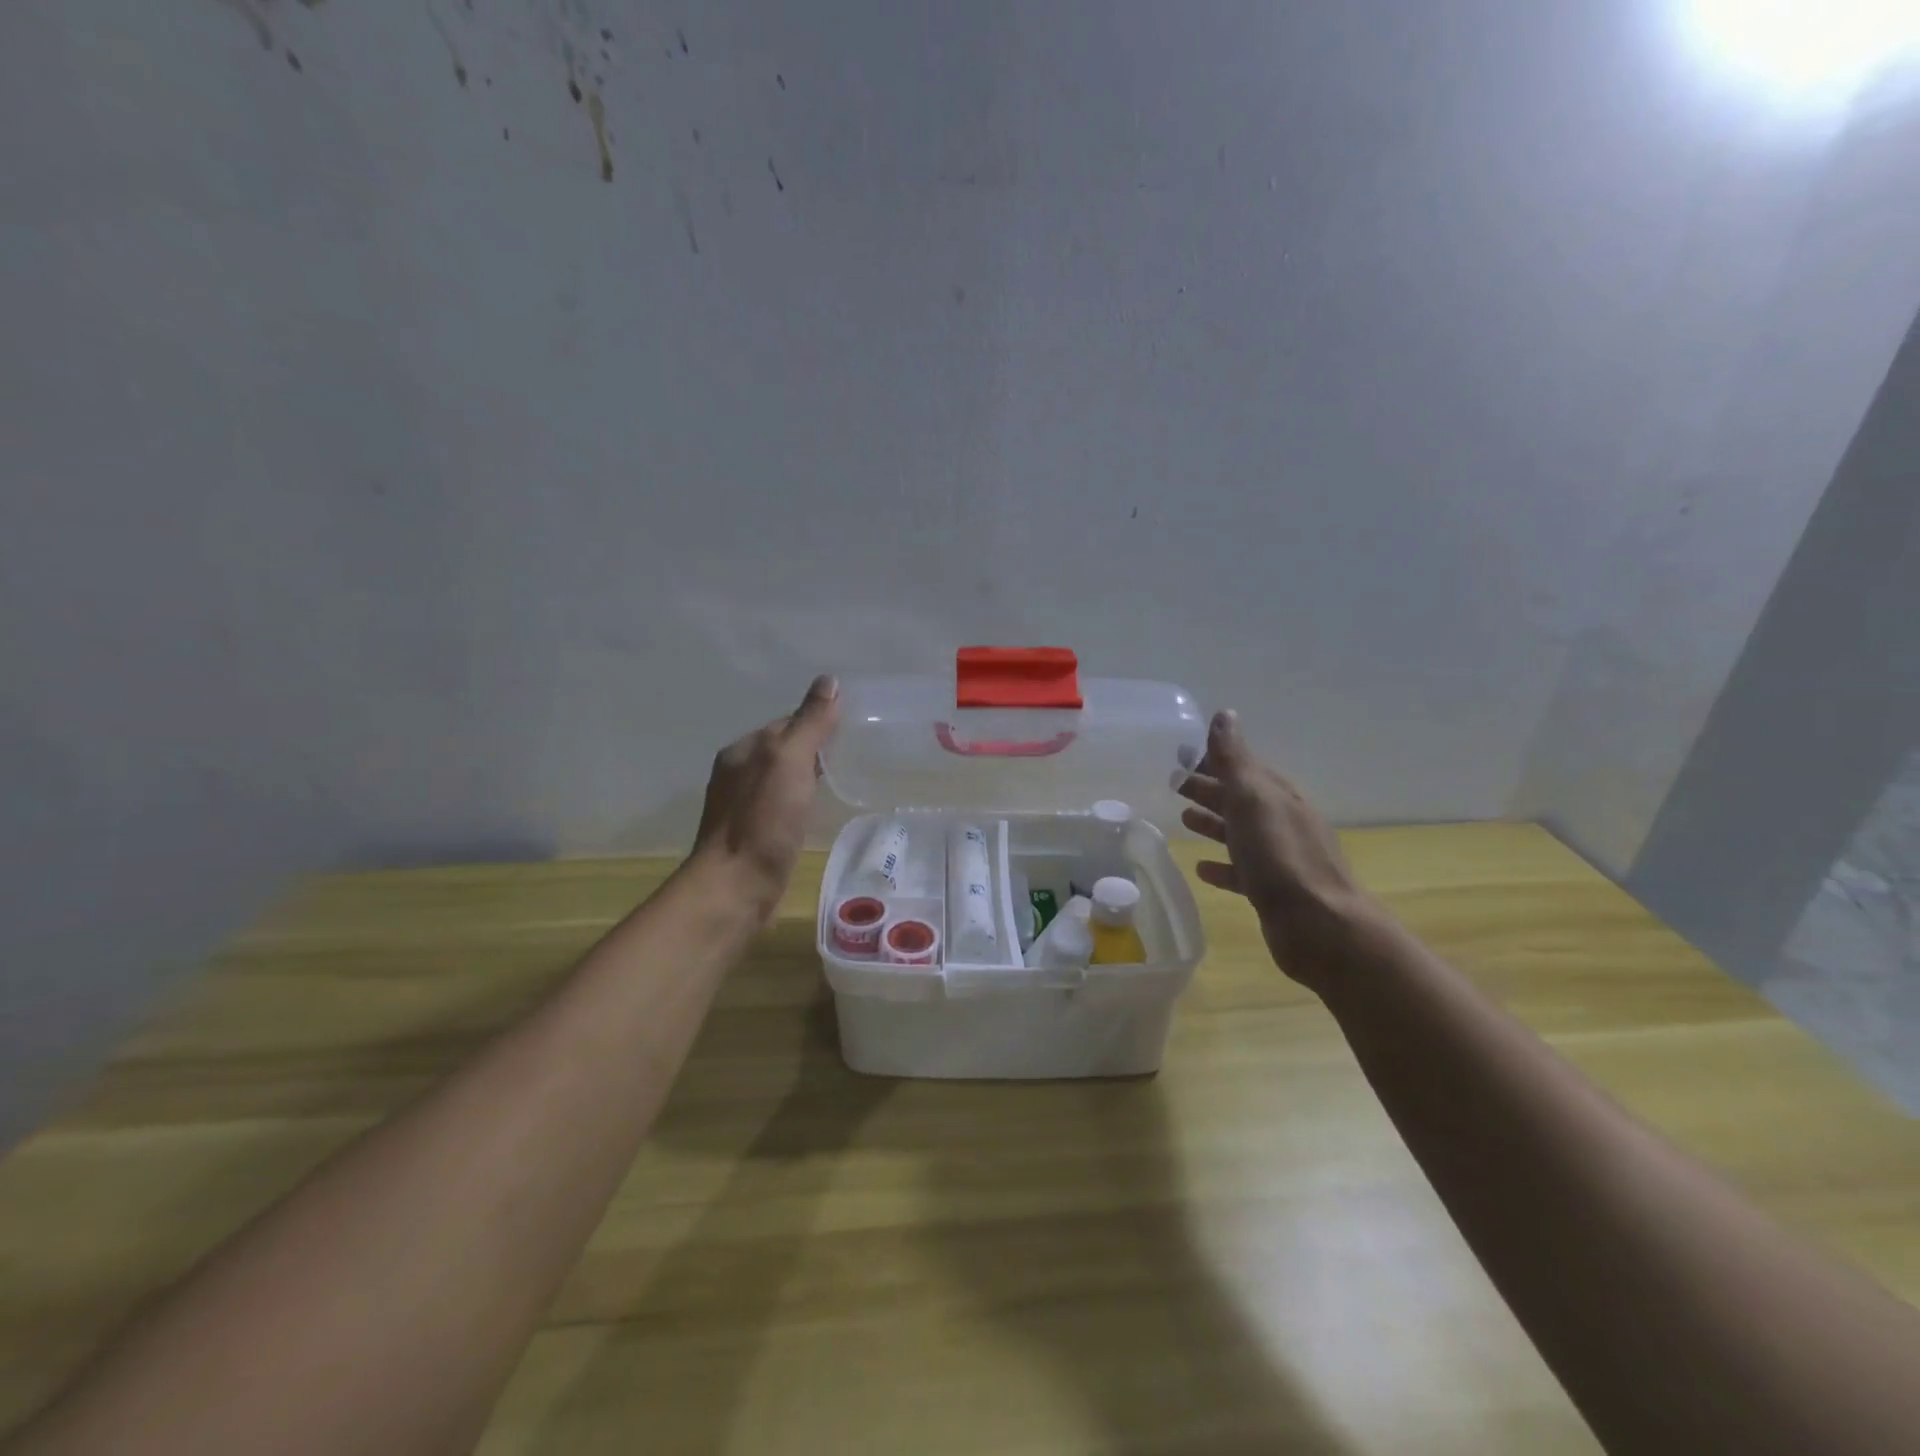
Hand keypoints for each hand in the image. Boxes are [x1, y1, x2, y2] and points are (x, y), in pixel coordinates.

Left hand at [688, 675, 839, 918]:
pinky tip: (815, 815)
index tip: (849, 732)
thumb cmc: (764, 820)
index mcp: (743, 750)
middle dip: (813, 750)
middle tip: (852, 757)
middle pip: (783, 750)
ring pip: (781, 780)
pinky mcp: (751, 835)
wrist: (737, 886)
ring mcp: (741, 806)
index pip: (786, 723)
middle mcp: (737, 773)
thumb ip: (810, 723)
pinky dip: (799, 804)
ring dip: (806, 778)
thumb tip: (828, 681)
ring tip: (840, 784)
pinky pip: (780, 806)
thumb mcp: (790, 761)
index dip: (816, 724)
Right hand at [1176, 710, 1388, 993]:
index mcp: (1279, 796)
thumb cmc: (1280, 856)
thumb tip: (1224, 714)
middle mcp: (1283, 821)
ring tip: (1183, 819)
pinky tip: (1202, 869)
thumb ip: (1234, 759)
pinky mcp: (1274, 891)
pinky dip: (1222, 866)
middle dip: (1209, 789)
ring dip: (1214, 823)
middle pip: (1240, 799)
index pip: (1243, 768)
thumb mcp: (1253, 799)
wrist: (1319, 926)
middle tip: (1173, 785)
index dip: (1214, 761)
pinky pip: (1242, 870)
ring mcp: (1280, 858)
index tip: (1182, 757)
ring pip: (1241, 833)